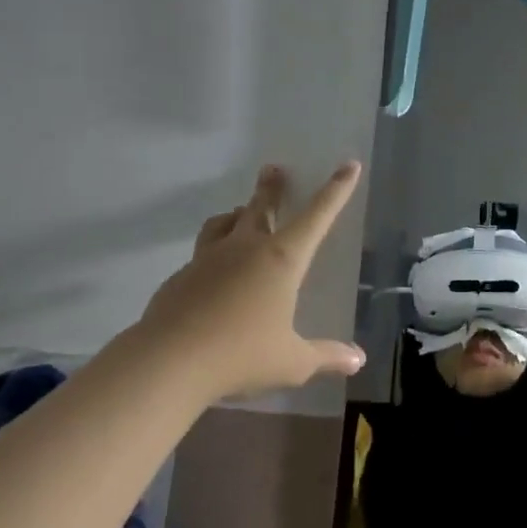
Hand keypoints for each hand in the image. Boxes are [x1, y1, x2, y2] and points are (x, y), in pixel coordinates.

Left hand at [137, 162, 367, 400]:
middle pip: (260, 207)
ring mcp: (208, 259)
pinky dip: (213, 251)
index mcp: (281, 260)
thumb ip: (326, 357)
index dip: (336, 190)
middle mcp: (245, 248)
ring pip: (223, 223)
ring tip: (239, 213)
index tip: (348, 165)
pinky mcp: (181, 276)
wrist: (168, 360)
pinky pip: (201, 253)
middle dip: (271, 188)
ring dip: (236, 214)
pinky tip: (212, 272)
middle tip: (273, 168)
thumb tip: (358, 360)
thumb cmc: (241, 355)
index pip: (317, 217)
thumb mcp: (292, 362)